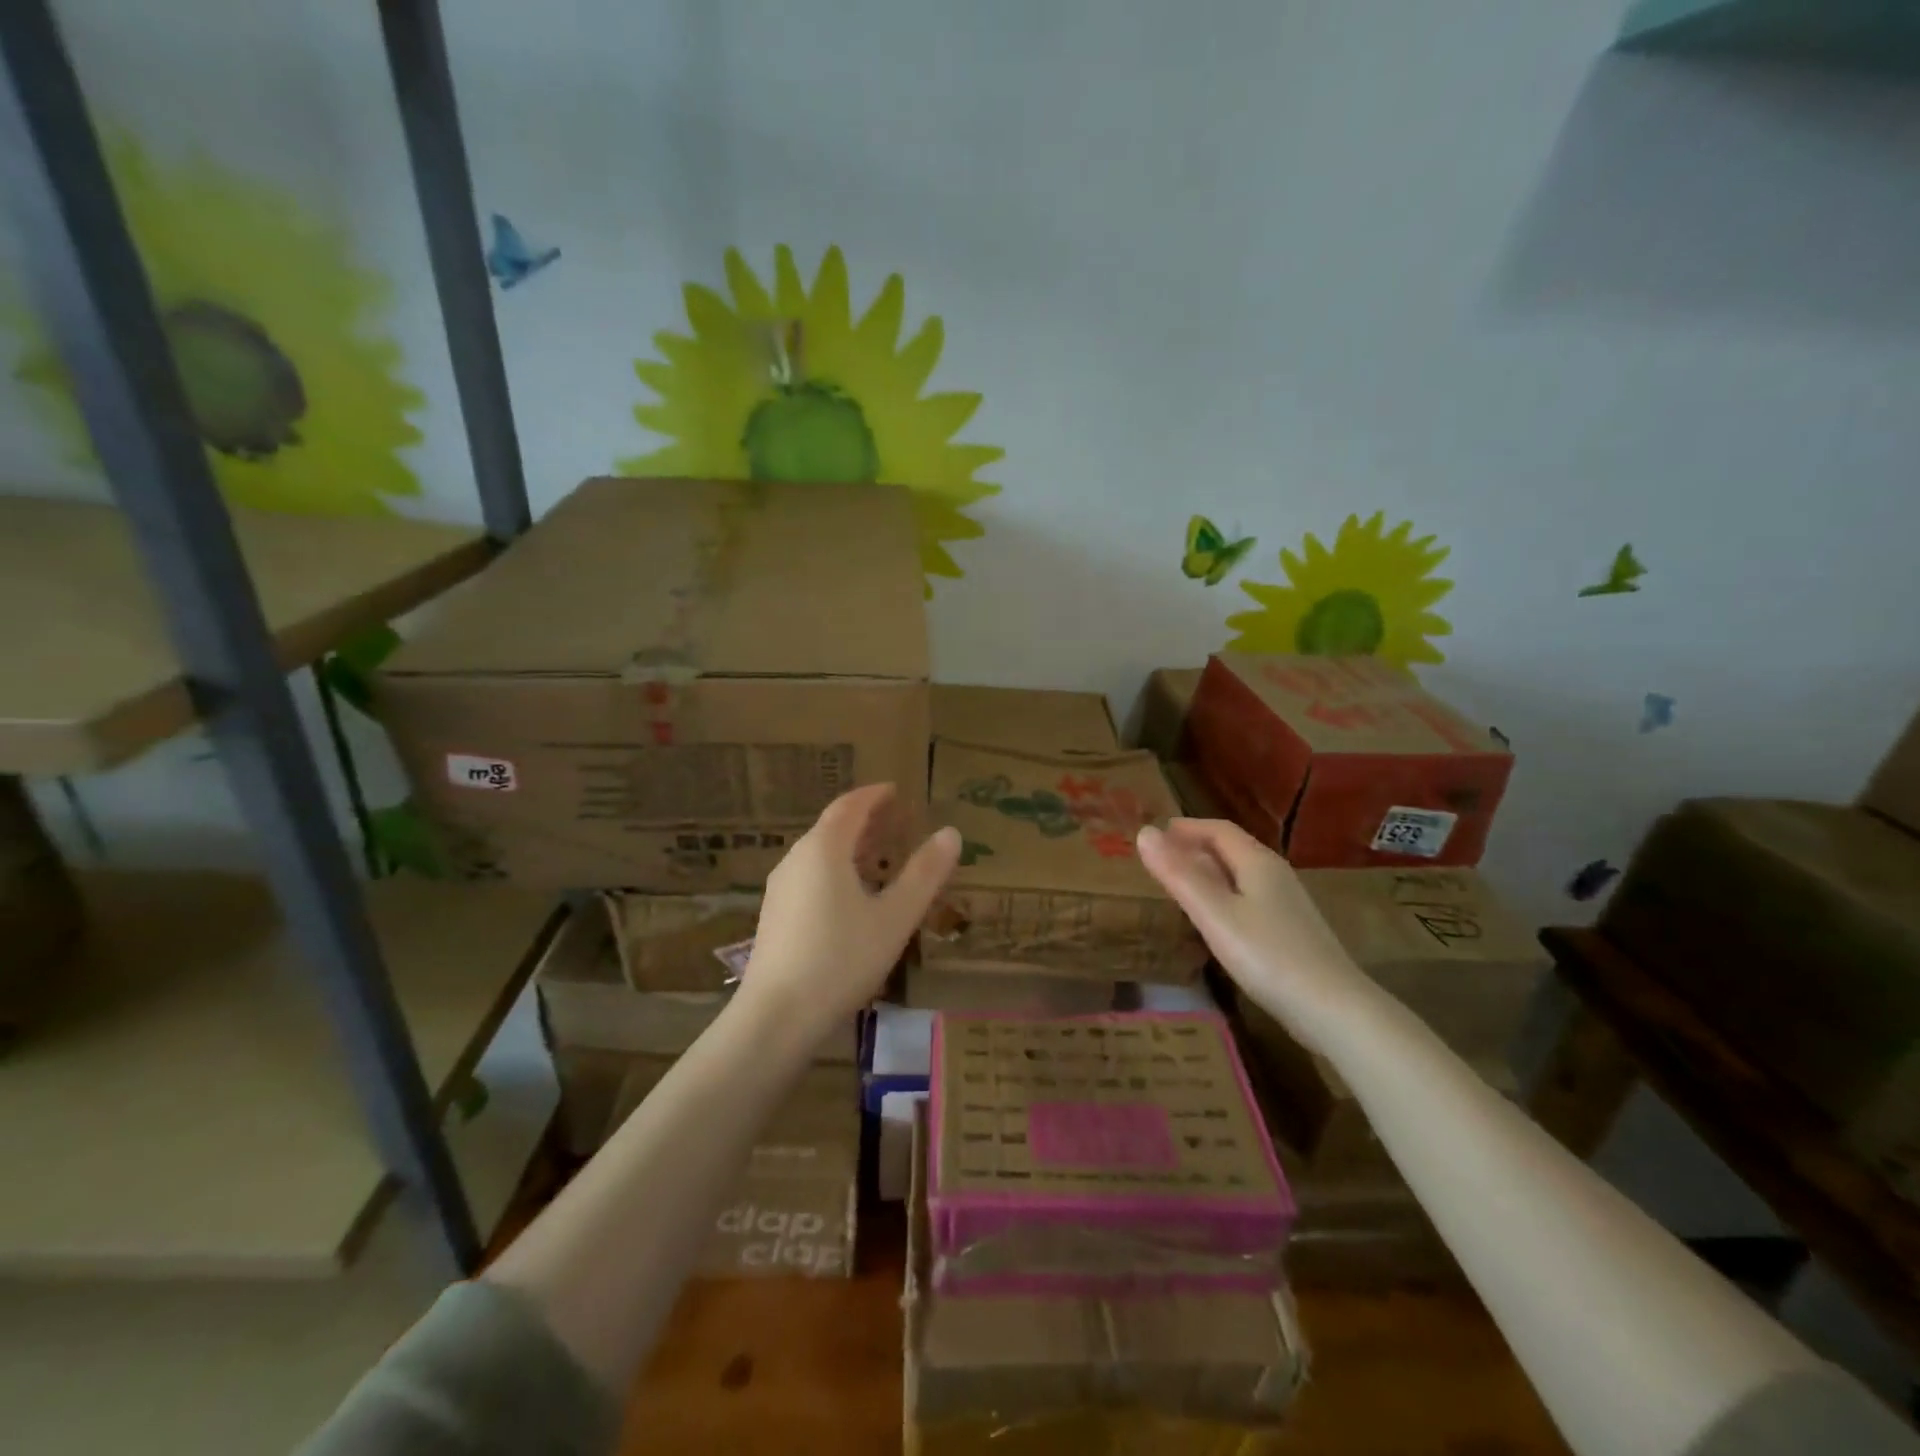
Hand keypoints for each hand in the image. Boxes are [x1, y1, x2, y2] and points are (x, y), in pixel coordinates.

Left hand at [739, 784, 960, 1045]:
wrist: (777, 1016)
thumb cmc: (842, 959)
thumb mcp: (894, 917)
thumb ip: (924, 873)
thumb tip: (951, 833)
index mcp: (824, 849)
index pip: (850, 806)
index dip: (874, 795)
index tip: (895, 790)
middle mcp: (797, 859)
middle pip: (832, 827)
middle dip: (864, 819)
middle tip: (894, 819)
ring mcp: (781, 888)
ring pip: (819, 853)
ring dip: (849, 845)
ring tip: (878, 855)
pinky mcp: (775, 915)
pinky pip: (810, 876)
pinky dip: (835, 869)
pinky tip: (850, 896)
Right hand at [1137, 818, 1377, 1050]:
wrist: (1334, 1009)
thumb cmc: (1268, 956)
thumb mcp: (1214, 914)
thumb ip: (1178, 874)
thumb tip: (1144, 832)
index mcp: (1257, 862)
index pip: (1219, 830)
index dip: (1187, 828)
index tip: (1156, 833)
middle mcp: (1275, 875)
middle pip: (1232, 850)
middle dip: (1195, 847)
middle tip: (1161, 858)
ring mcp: (1287, 904)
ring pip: (1241, 875)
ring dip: (1209, 872)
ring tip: (1180, 885)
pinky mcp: (1291, 931)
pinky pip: (1249, 899)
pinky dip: (1223, 896)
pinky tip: (1214, 920)